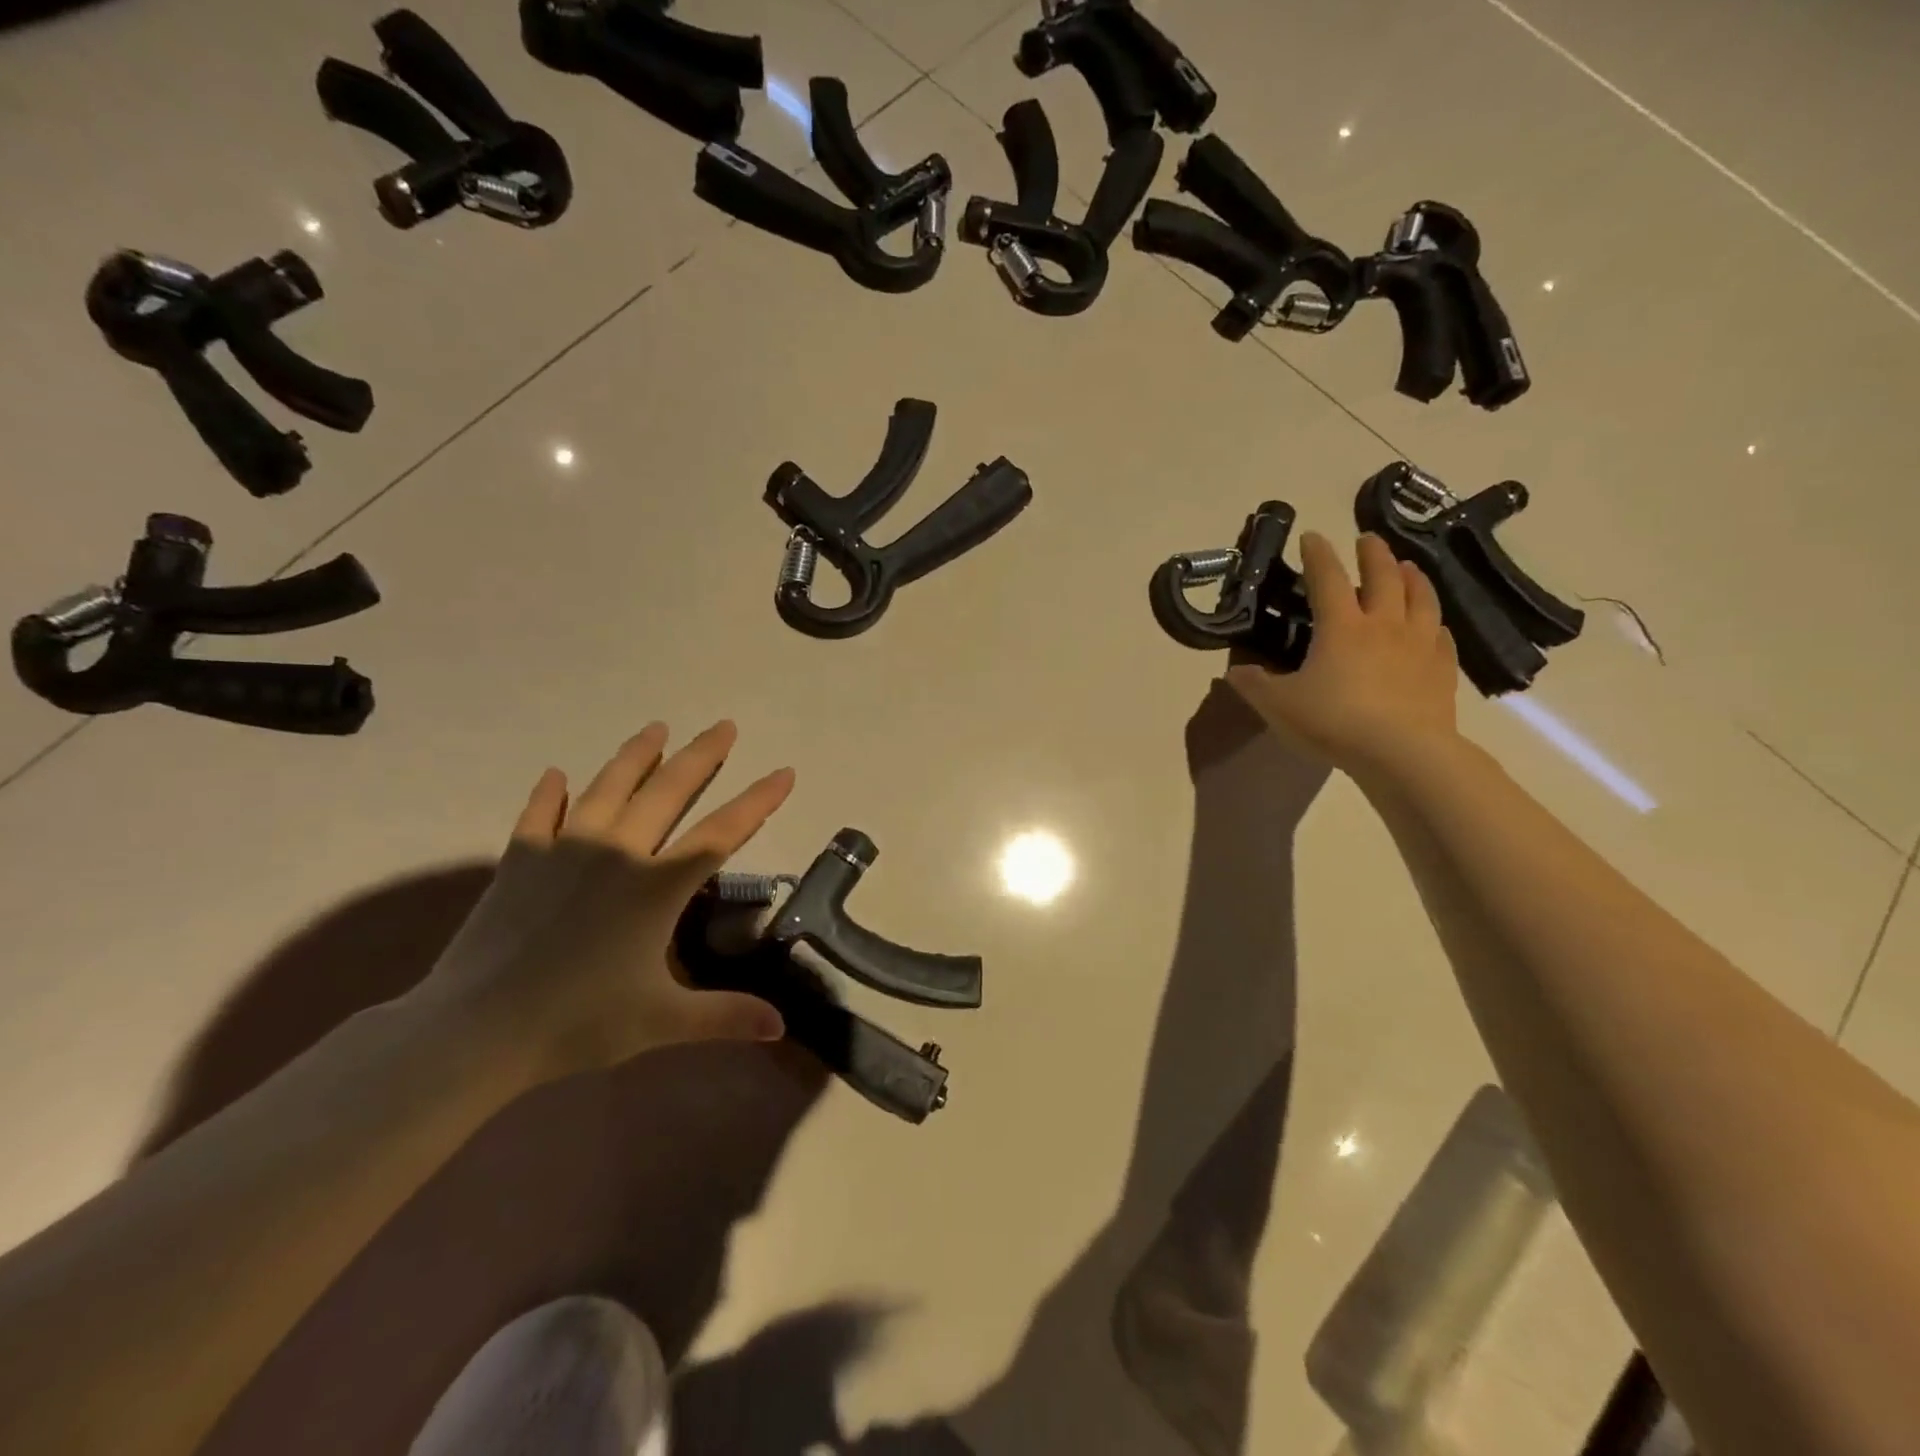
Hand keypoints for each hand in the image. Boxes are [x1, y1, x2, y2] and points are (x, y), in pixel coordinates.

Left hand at [411, 721, 793, 1084]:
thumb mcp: (662, 1022)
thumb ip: (725, 1016)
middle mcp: (617, 853)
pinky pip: (539, 815)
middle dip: (702, 756)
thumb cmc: (578, 1022)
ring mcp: (564, 850)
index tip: (785, 771)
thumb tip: (780, 1026)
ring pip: (608, 788)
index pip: (722, 833)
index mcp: (657, 886)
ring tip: (656, 728)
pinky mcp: (520, 860)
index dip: (757, 801)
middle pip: (668, 791)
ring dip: (636, 756)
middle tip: (725, 726)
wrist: (476, 1029)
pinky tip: (556, 775)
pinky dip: (549, 793)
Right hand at [1225, 532, 1459, 776]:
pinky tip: (1433, 625)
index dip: (1318, 555)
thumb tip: (1233, 671)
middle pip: (1383, 577)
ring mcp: (1418, 645)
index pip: (1327, 578)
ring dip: (1413, 578)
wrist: (1401, 753)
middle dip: (1374, 554)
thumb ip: (1254, 685)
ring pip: (1421, 599)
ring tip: (1408, 568)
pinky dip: (1434, 623)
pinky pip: (1441, 636)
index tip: (1312, 536)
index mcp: (1341, 626)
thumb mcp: (1278, 705)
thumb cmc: (1333, 722)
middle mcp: (1383, 625)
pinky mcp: (1441, 670)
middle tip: (1368, 540)